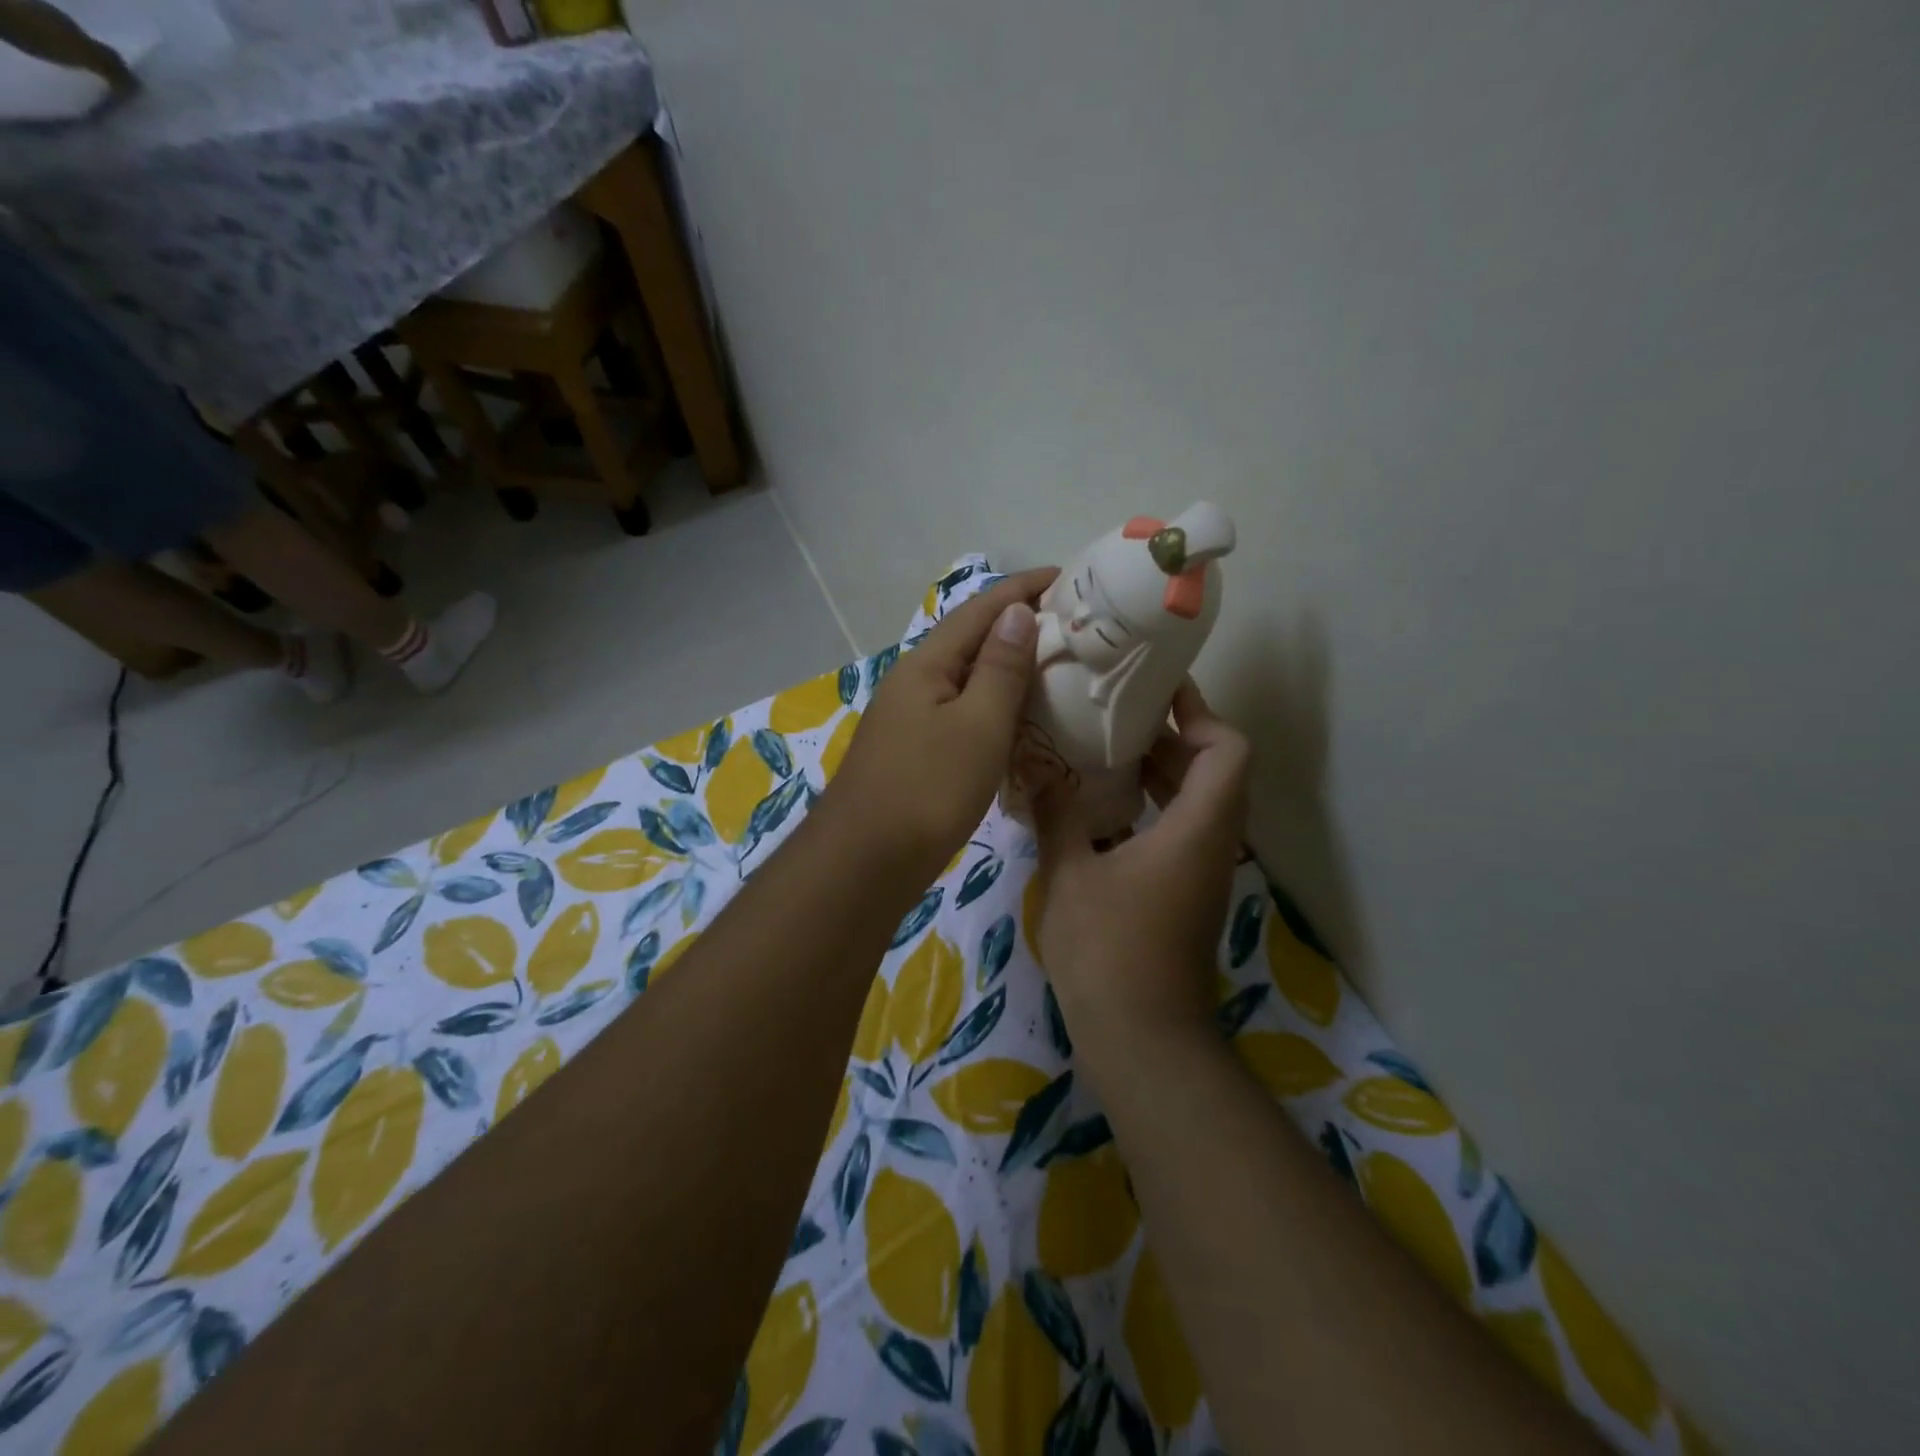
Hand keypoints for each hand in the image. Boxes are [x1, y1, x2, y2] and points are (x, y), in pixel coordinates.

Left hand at [823, 568, 1056, 888]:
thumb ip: (1000, 668)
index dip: (1023, 589)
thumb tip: (1015, 611)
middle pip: (970, 640)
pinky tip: (1017, 719)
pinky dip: (994, 705)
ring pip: (966, 678)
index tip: (1067, 578)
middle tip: (1071, 626)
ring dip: (1007, 666)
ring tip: (1054, 666)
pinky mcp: (914, 751)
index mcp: (927, 665)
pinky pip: (961, 711)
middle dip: (1017, 625)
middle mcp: (914, 682)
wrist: (865, 862)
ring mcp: (910, 718)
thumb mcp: (978, 725)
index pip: (980, 610)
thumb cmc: (928, 789)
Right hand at [1030, 681, 1250, 1063]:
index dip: (1199, 712)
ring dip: (1157, 771)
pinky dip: (1147, 806)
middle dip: (1170, 735)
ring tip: (1101, 748)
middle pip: (1212, 769)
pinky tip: (1097, 806)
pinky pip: (1175, 829)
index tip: (1155, 688)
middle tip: (1116, 711)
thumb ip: (1056, 814)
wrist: (1143, 1042)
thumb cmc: (1109, 952)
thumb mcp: (1071, 875)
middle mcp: (1211, 844)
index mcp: (1196, 829)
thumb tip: (1035, 766)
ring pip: (1193, 802)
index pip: (1227, 749)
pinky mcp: (1183, 894)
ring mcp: (1199, 872)